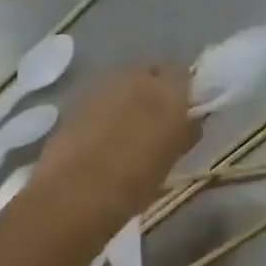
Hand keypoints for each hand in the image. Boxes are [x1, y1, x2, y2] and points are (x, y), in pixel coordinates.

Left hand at [32, 64, 200, 227]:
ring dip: (128, 97)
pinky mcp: (74, 102)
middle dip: (153, 87)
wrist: (75, 194)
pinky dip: (104, 110)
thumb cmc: (137, 180)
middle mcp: (135, 78)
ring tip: (129, 126)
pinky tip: (103, 135)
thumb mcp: (174, 158)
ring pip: (122, 82)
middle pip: (149, 71)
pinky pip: (99, 98)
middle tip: (157, 116)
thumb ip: (186, 131)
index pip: (183, 72)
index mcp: (168, 90)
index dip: (182, 89)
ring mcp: (101, 88)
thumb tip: (191, 121)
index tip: (184, 109)